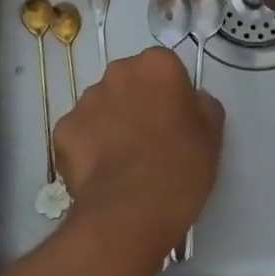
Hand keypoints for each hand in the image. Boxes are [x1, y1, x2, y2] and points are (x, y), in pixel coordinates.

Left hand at [55, 48, 222, 262]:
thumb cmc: (180, 166)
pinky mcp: (63, 130)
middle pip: (128, 82)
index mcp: (157, 65)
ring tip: (122, 161)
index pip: (163, 67)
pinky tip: (101, 173)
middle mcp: (118, 72)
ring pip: (101, 106)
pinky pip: (79, 133)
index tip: (174, 119)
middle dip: (135, 102)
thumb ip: (203, 106)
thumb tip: (194, 101)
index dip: (168, 93)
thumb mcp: (211, 134)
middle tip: (148, 138)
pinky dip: (87, 148)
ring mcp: (86, 100)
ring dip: (110, 123)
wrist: (131, 210)